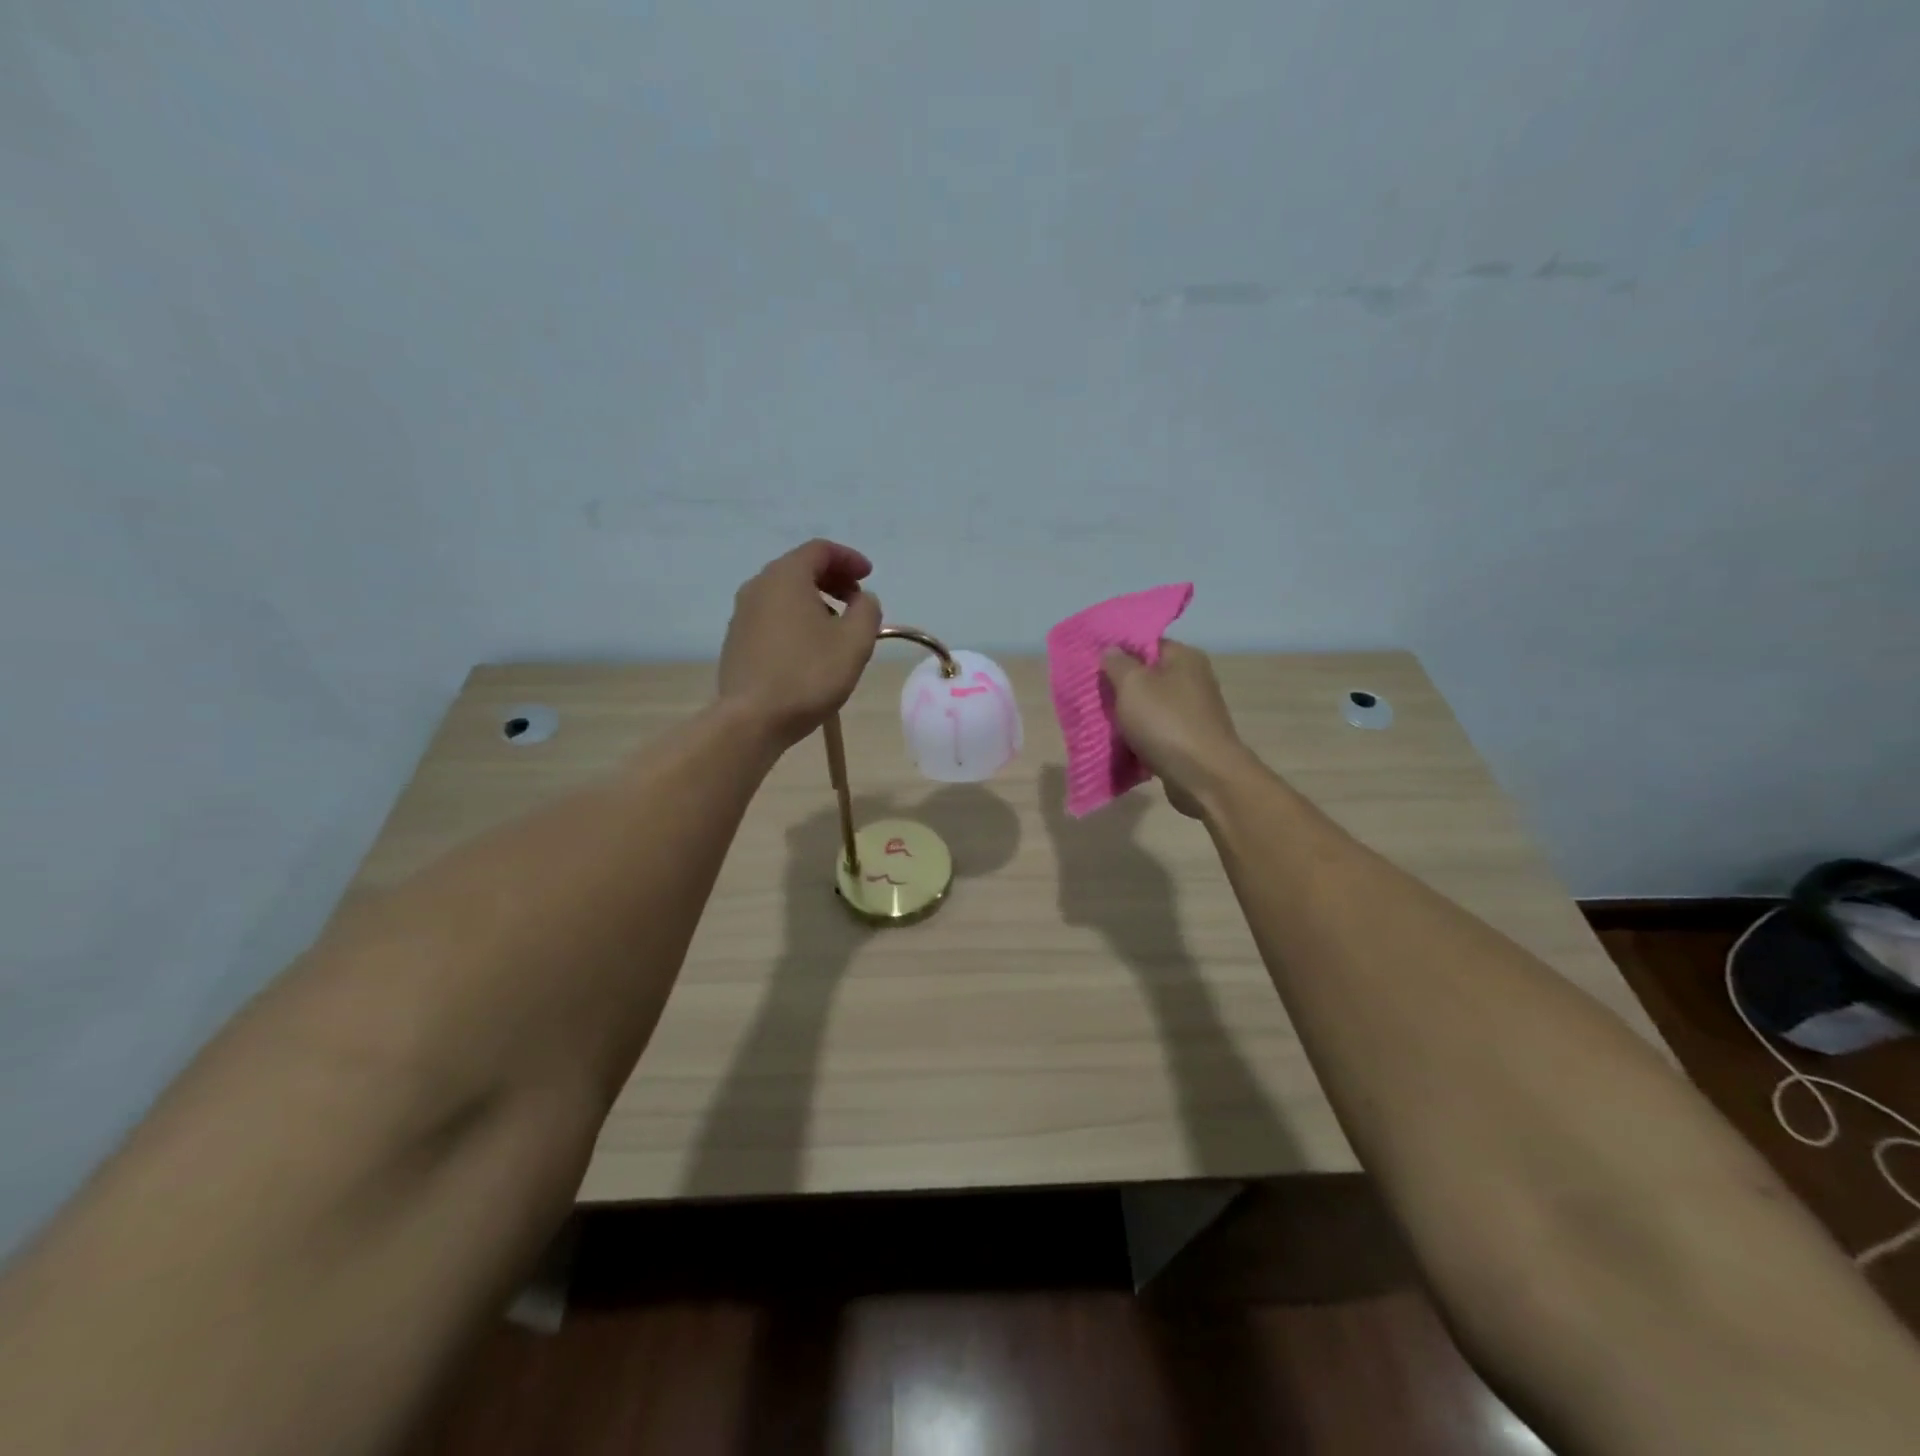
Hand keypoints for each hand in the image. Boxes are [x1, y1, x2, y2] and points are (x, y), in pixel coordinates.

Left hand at [719, 539, 882, 749]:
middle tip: (857, 599)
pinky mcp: (736, 640)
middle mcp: (758, 586)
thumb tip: (863, 600)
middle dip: (832, 578)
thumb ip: (867, 611)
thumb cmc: (808, 675)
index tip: (869, 576)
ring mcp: (742, 614)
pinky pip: (771, 616)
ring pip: (784, 593)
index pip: (820, 550)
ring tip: (837, 626)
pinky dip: (795, 618)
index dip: (849, 559)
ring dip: (814, 600)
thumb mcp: (855, 642)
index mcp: (786, 577)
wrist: (752, 719)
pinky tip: (810, 647)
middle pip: (799, 568)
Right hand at [1100, 641, 1250, 818]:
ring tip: (1102, 723)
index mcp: (1184, 657)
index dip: (1119, 652)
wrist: (1204, 777)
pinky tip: (1122, 746)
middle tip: (1094, 696)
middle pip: (1148, 676)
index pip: (1146, 643)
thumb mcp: (1132, 684)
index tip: (1093, 665)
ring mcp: (1194, 712)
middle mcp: (1194, 679)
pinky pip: (1157, 732)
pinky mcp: (1190, 740)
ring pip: (1151, 707)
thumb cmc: (1166, 722)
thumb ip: (1117, 663)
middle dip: (1120, 687)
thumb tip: (1112, 650)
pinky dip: (1141, 738)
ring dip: (1128, 716)